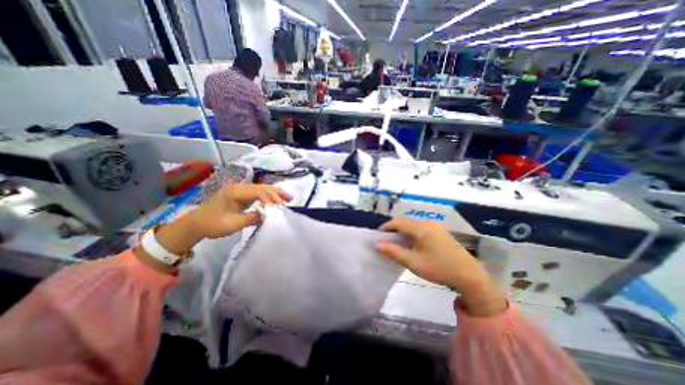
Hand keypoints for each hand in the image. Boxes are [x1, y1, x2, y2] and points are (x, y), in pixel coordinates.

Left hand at [186, 184, 289, 240]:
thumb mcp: (233, 224)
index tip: (280, 209)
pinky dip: (269, 196)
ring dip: (275, 193)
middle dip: (277, 193)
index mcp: (235, 192)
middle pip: (262, 187)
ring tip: (288, 198)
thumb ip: (252, 218)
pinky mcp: (242, 195)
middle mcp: (239, 187)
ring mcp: (241, 190)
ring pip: (262, 189)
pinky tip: (276, 200)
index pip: (258, 192)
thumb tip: (269, 215)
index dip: (271, 199)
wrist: (195, 224)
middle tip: (290, 199)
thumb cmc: (212, 224)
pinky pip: (258, 193)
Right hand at [377, 219, 504, 316]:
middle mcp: (428, 223)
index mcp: (421, 228)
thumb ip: (394, 252)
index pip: (398, 222)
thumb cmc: (439, 269)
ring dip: (403, 231)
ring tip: (397, 243)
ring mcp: (436, 226)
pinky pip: (421, 228)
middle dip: (394, 229)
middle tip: (386, 241)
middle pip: (405, 222)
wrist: (470, 276)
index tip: (378, 236)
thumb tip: (378, 244)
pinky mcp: (440, 231)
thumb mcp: (414, 263)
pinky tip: (411, 244)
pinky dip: (412, 233)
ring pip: (413, 225)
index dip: (386, 227)